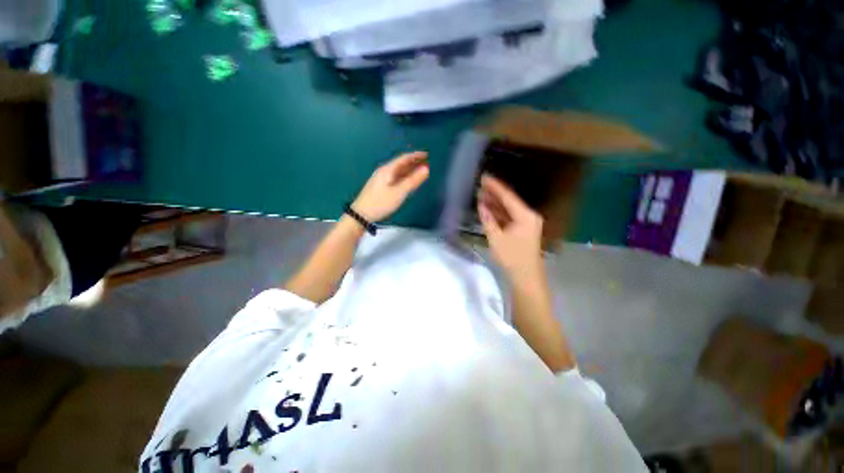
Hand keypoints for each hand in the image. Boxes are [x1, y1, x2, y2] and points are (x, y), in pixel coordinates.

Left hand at [352, 151, 429, 221]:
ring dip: (410, 170)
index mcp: (388, 170)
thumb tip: (426, 169)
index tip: (427, 155)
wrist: (361, 214)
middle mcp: (384, 171)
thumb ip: (413, 180)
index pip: (404, 158)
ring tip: (421, 172)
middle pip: (401, 164)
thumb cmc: (380, 203)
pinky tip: (409, 181)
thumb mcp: (399, 192)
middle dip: (414, 163)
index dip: (416, 156)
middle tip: (427, 163)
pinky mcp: (381, 187)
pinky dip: (405, 177)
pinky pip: (396, 178)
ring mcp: (382, 179)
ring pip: (399, 171)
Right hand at [477, 174, 544, 280]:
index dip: (495, 186)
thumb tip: (481, 205)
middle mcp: (528, 216)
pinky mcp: (523, 230)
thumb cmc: (512, 257)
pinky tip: (488, 209)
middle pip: (509, 201)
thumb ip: (488, 219)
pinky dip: (499, 214)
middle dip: (494, 194)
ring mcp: (527, 223)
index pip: (508, 197)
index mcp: (525, 216)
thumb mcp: (496, 238)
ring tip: (481, 195)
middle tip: (480, 185)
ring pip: (509, 209)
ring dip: (496, 204)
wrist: (526, 277)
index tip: (484, 177)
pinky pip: (510, 217)